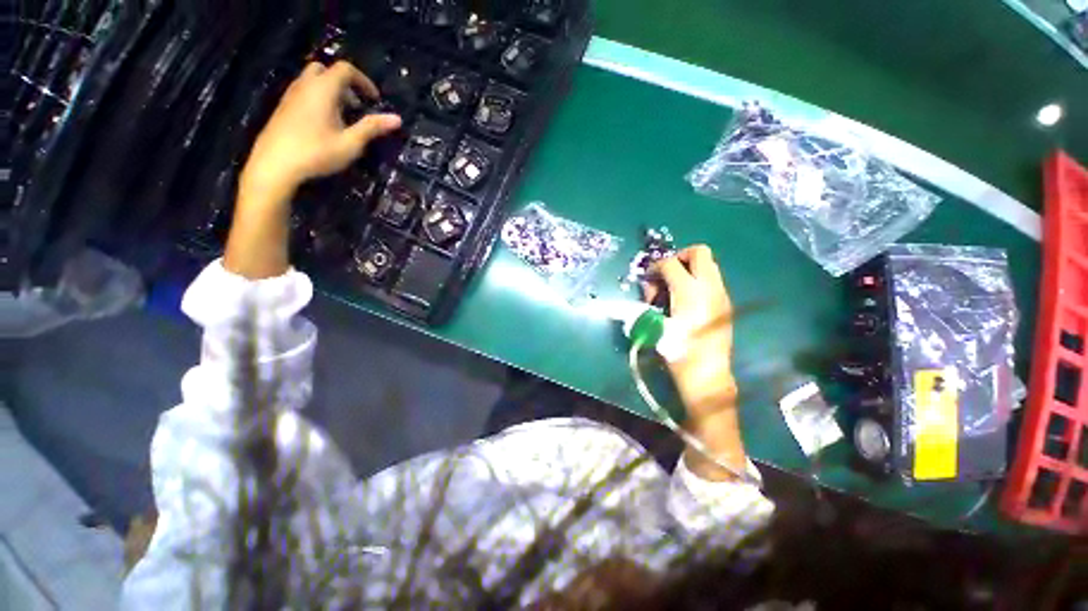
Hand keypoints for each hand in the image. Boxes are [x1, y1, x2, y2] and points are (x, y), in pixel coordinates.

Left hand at [240, 61, 401, 199]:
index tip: (375, 100)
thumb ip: (372, 128)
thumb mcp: (351, 143)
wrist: (274, 164)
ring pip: (313, 81)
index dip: (364, 81)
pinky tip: (325, 124)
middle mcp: (305, 86)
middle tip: (356, 106)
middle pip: (326, 70)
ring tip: (343, 118)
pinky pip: (304, 92)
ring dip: (331, 92)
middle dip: (345, 84)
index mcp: (323, 89)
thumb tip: (397, 119)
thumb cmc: (316, 153)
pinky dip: (318, 99)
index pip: (345, 70)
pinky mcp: (283, 107)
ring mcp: (291, 95)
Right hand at [643, 245, 735, 416]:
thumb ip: (649, 302)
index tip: (648, 281)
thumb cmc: (677, 351)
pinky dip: (697, 282)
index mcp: (689, 291)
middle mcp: (709, 287)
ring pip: (709, 265)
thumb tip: (649, 290)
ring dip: (689, 269)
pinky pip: (712, 280)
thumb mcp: (655, 326)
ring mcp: (721, 294)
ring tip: (674, 289)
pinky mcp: (726, 304)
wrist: (706, 374)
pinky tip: (686, 301)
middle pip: (699, 252)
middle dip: (679, 257)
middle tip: (666, 275)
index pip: (670, 263)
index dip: (655, 267)